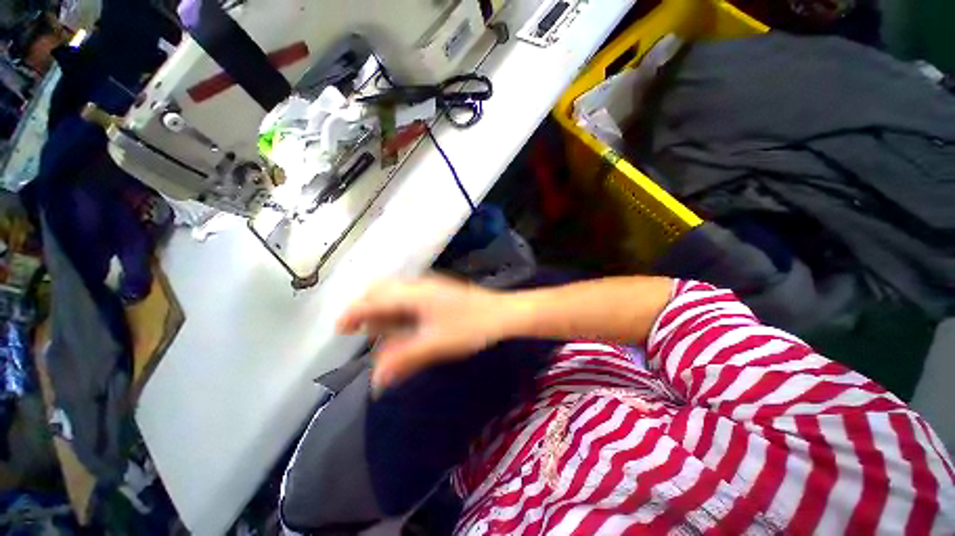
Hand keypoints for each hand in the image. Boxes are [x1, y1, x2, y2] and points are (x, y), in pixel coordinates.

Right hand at [337, 276, 511, 390]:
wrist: (501, 313)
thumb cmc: (471, 326)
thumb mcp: (435, 344)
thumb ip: (403, 359)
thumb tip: (375, 380)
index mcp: (413, 293)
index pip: (373, 299)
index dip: (353, 312)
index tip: (339, 328)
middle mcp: (418, 285)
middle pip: (381, 290)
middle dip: (366, 308)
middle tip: (359, 330)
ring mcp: (430, 287)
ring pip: (395, 293)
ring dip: (383, 309)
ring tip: (379, 331)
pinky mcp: (438, 293)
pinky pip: (409, 297)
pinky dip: (398, 310)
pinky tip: (403, 325)